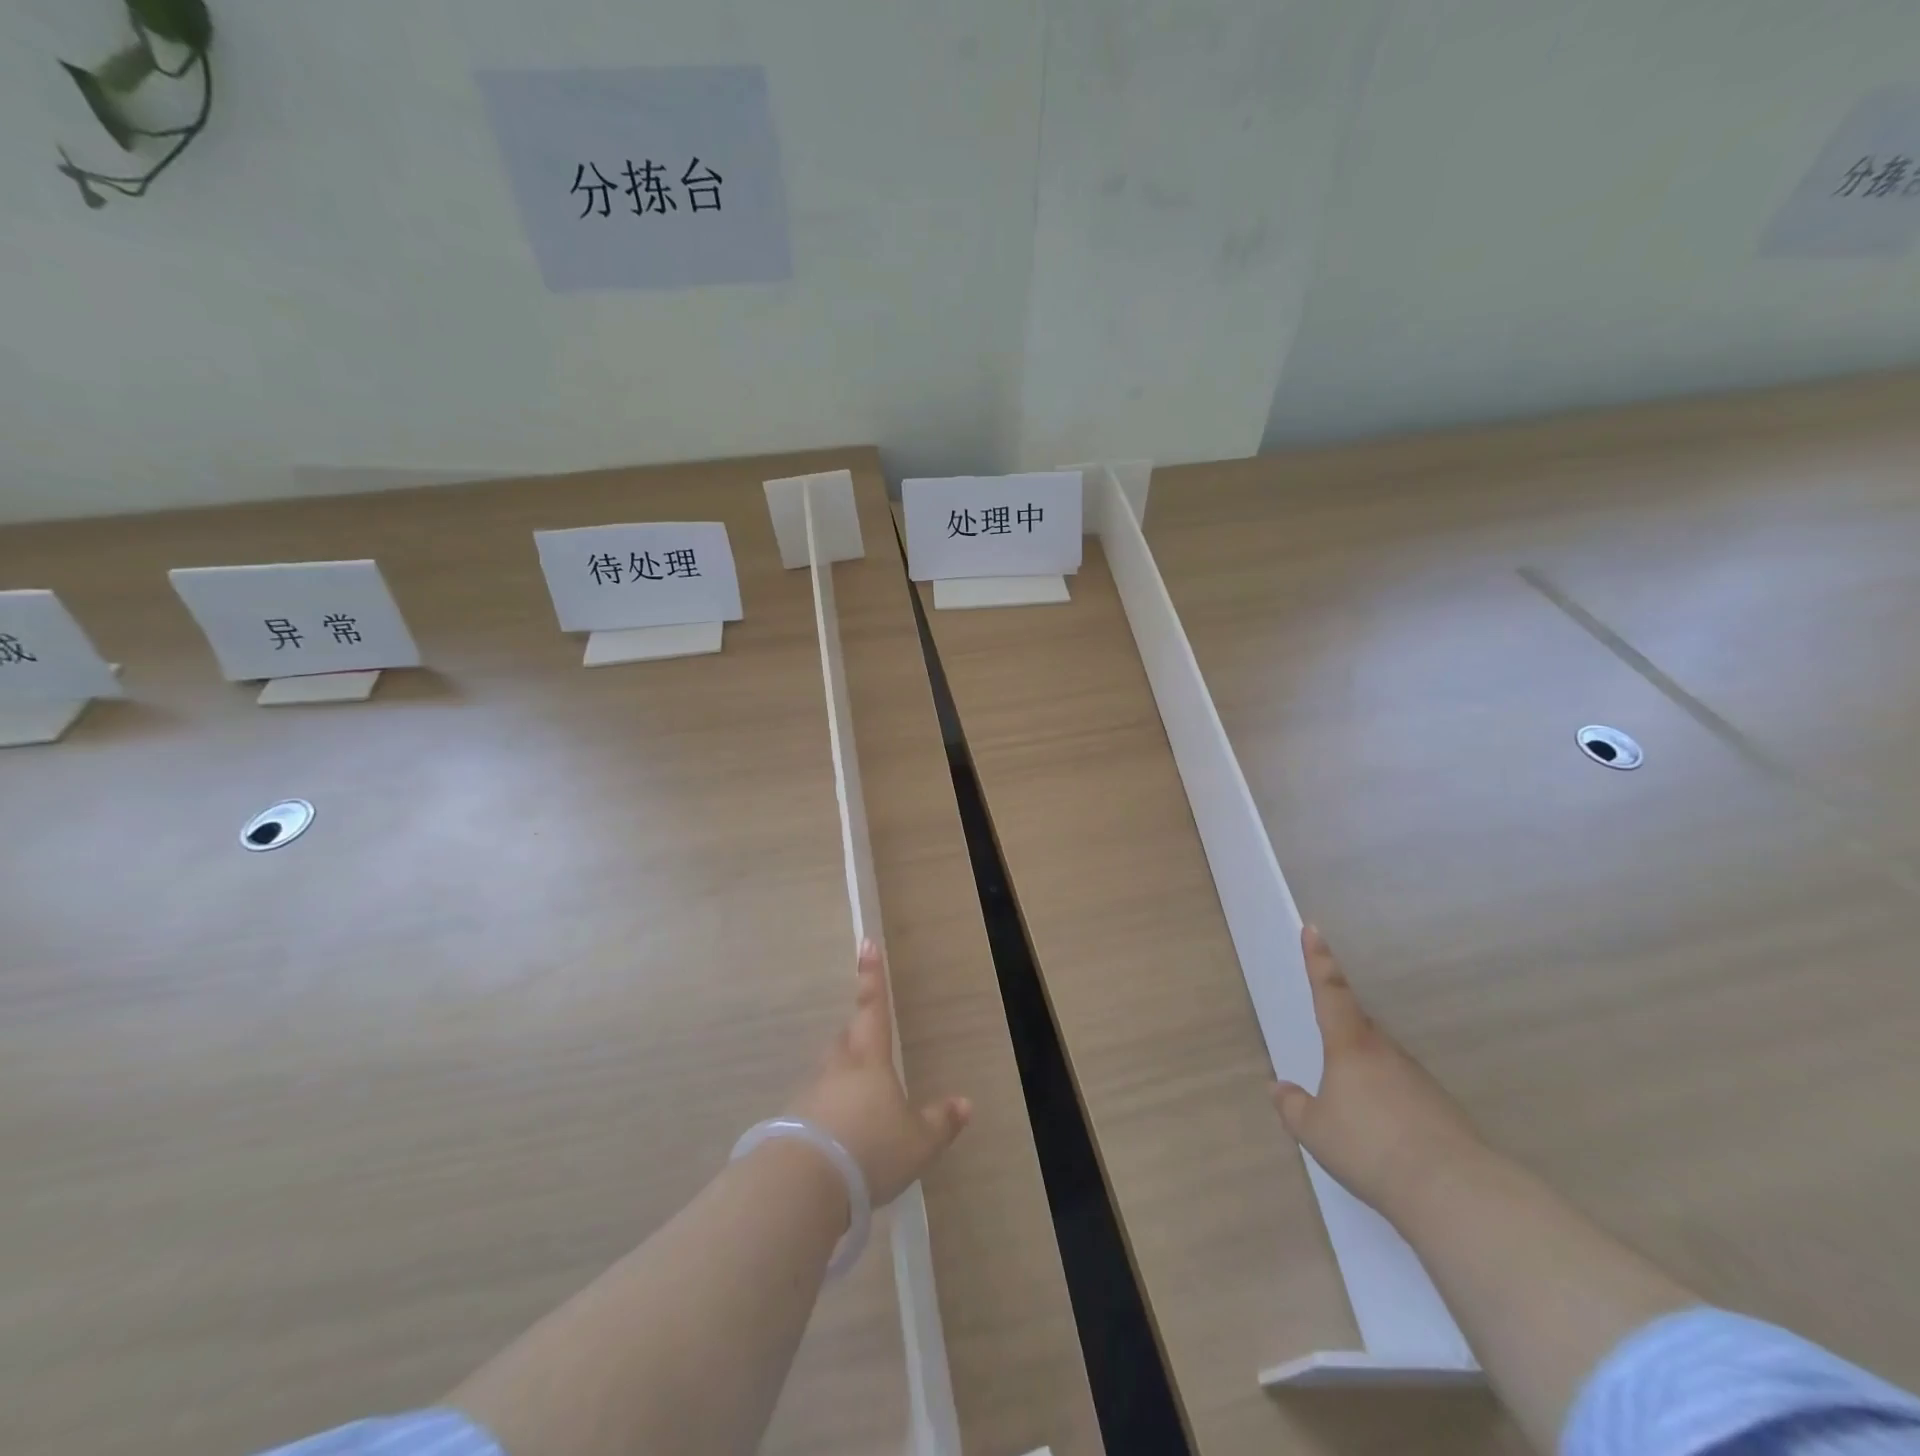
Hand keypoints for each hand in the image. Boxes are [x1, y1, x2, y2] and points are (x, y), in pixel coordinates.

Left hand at [785, 939, 971, 1207]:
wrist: (805, 1182)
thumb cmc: (870, 1149)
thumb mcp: (917, 1142)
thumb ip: (940, 1122)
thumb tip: (965, 1104)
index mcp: (870, 1059)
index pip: (873, 1007)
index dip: (872, 976)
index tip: (865, 943)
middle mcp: (838, 1067)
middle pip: (847, 1039)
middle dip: (858, 1036)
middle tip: (869, 1043)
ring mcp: (811, 1092)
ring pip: (830, 1073)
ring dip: (843, 1080)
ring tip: (859, 1105)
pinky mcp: (794, 1121)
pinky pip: (816, 1106)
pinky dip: (828, 1114)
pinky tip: (838, 1139)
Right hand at [1271, 925, 1486, 1217]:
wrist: (1452, 1191)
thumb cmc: (1369, 1147)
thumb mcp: (1315, 1130)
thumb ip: (1293, 1107)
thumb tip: (1279, 1088)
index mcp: (1350, 1046)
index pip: (1330, 993)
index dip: (1320, 960)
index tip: (1315, 930)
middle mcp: (1386, 1052)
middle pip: (1360, 1025)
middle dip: (1343, 1023)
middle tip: (1328, 1030)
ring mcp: (1419, 1080)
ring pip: (1384, 1059)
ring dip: (1367, 1068)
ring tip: (1352, 1098)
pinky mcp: (1442, 1110)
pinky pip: (1404, 1091)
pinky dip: (1390, 1099)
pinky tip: (1384, 1130)